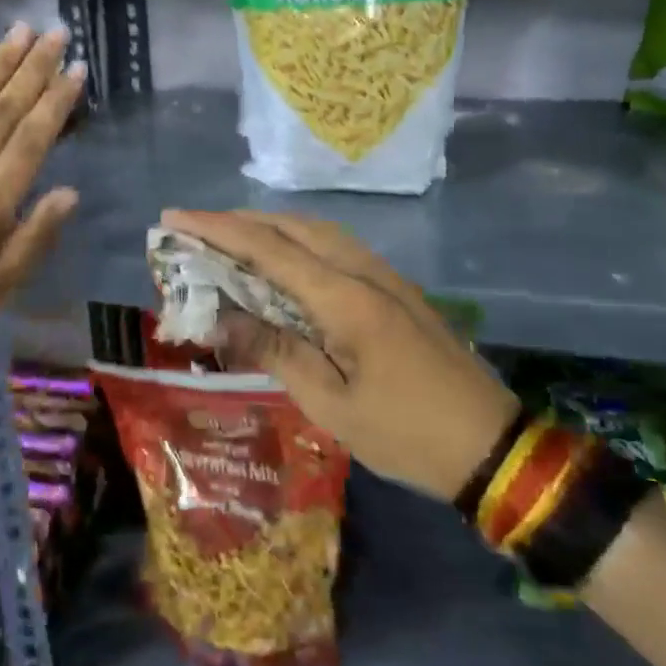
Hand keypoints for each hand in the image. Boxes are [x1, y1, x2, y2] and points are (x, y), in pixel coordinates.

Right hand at [161, 209, 518, 500]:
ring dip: (269, 227)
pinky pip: (335, 247)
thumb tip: (221, 319)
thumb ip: (275, 351)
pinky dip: (297, 242)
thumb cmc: (406, 433)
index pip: (268, 248)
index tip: (173, 219)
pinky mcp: (394, 289)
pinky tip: (282, 261)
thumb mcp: (330, 404)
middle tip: (194, 229)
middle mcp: (364, 271)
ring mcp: (384, 276)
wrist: (492, 446)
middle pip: (292, 226)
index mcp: (345, 298)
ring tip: (229, 239)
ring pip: (317, 231)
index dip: (216, 230)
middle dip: (238, 221)